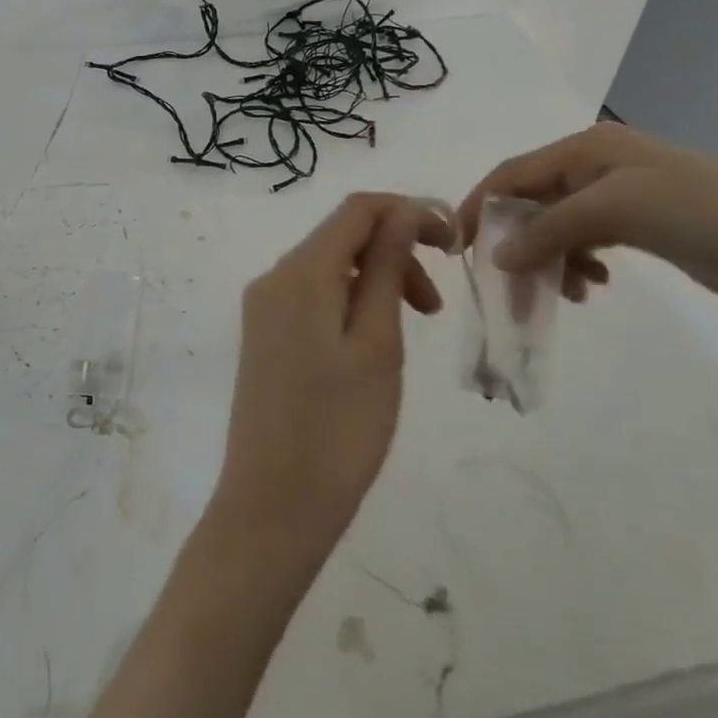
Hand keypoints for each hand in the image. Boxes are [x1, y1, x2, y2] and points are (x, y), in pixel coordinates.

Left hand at [211, 193, 453, 561]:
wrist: (271, 508)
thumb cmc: (338, 429)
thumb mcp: (376, 343)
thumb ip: (386, 268)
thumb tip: (402, 211)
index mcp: (300, 271)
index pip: (357, 209)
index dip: (407, 211)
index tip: (453, 243)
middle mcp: (274, 277)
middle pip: (342, 236)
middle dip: (396, 251)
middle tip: (437, 306)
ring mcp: (264, 307)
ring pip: (330, 267)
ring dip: (377, 279)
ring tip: (414, 325)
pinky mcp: (264, 335)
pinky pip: (313, 295)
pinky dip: (351, 300)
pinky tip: (374, 340)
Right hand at [459, 124, 717, 339]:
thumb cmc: (702, 216)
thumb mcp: (615, 211)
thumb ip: (549, 229)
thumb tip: (497, 256)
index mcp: (586, 148)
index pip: (512, 173)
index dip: (479, 206)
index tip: (458, 249)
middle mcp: (597, 164)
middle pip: (533, 202)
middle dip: (518, 243)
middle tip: (512, 290)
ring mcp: (621, 194)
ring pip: (558, 226)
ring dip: (550, 260)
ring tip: (567, 294)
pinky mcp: (641, 224)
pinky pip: (587, 241)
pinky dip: (579, 264)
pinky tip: (593, 286)